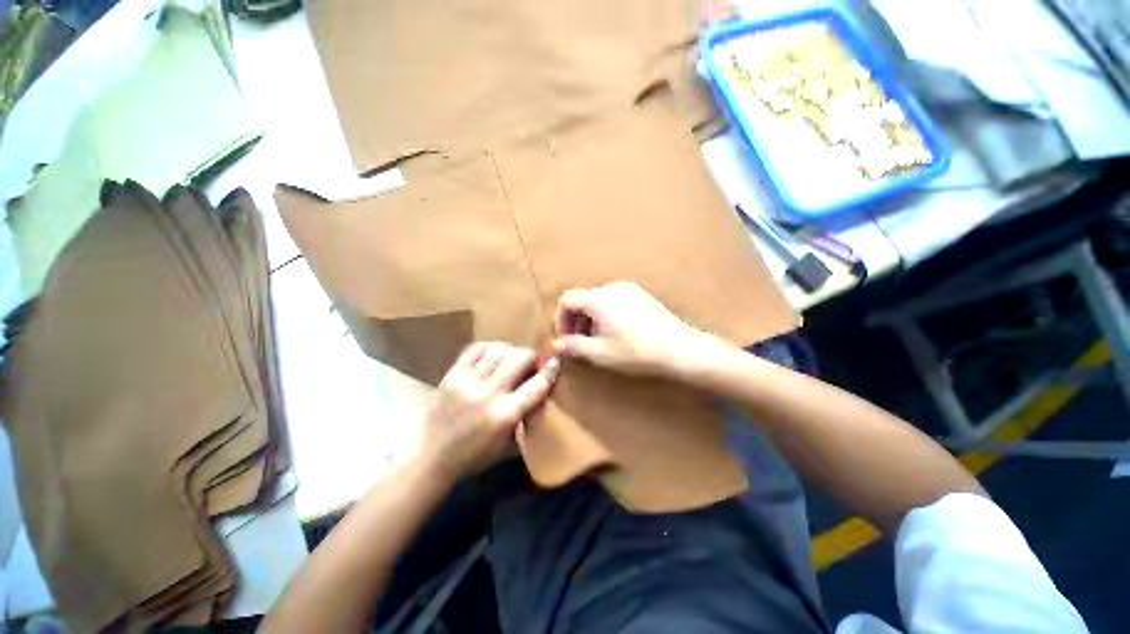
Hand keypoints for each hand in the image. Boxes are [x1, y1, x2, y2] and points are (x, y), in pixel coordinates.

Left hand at [419, 342, 559, 480]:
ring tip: (511, 358)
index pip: (536, 386)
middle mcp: (488, 395)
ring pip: (499, 349)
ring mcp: (467, 382)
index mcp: (504, 416)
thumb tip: (540, 394)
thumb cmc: (472, 457)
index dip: (550, 371)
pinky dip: (489, 347)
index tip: (555, 363)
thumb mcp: (507, 445)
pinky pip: (475, 348)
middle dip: (531, 356)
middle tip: (531, 363)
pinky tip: (492, 355)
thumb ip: (525, 418)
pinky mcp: (452, 375)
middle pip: (519, 358)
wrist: (429, 457)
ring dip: (511, 350)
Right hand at [551, 282, 719, 378]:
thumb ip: (575, 347)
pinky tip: (616, 332)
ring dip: (591, 317)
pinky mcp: (641, 295)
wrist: (679, 348)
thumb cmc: (636, 352)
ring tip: (598, 339)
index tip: (566, 338)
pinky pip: (614, 299)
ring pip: (598, 299)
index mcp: (598, 299)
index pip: (567, 300)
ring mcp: (629, 289)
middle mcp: (612, 288)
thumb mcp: (601, 353)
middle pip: (583, 298)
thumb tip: (557, 344)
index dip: (561, 319)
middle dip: (576, 320)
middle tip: (580, 342)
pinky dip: (606, 313)